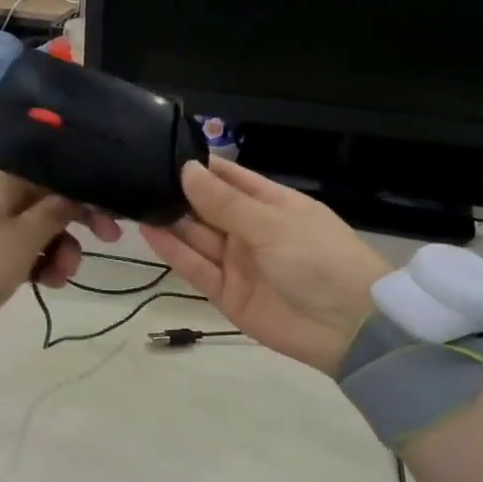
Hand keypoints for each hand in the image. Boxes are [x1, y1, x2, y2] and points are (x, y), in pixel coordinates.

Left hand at [0, 171, 121, 338]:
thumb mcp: (23, 239)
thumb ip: (54, 213)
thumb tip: (73, 194)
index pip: (47, 179)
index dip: (81, 196)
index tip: (108, 222)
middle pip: (42, 206)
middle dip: (70, 230)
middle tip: (105, 245)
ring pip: (32, 232)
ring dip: (56, 252)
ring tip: (61, 279)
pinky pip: (16, 252)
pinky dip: (34, 264)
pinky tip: (47, 284)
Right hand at [139, 159, 390, 374]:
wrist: (347, 328)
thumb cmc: (318, 260)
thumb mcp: (272, 224)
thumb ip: (224, 202)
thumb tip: (187, 170)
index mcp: (273, 205)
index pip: (231, 179)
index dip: (201, 168)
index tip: (164, 153)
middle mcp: (251, 231)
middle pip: (208, 208)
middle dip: (179, 194)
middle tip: (139, 177)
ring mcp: (237, 263)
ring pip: (197, 237)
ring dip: (171, 221)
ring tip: (135, 200)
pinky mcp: (225, 293)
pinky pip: (195, 268)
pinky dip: (173, 251)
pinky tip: (148, 230)